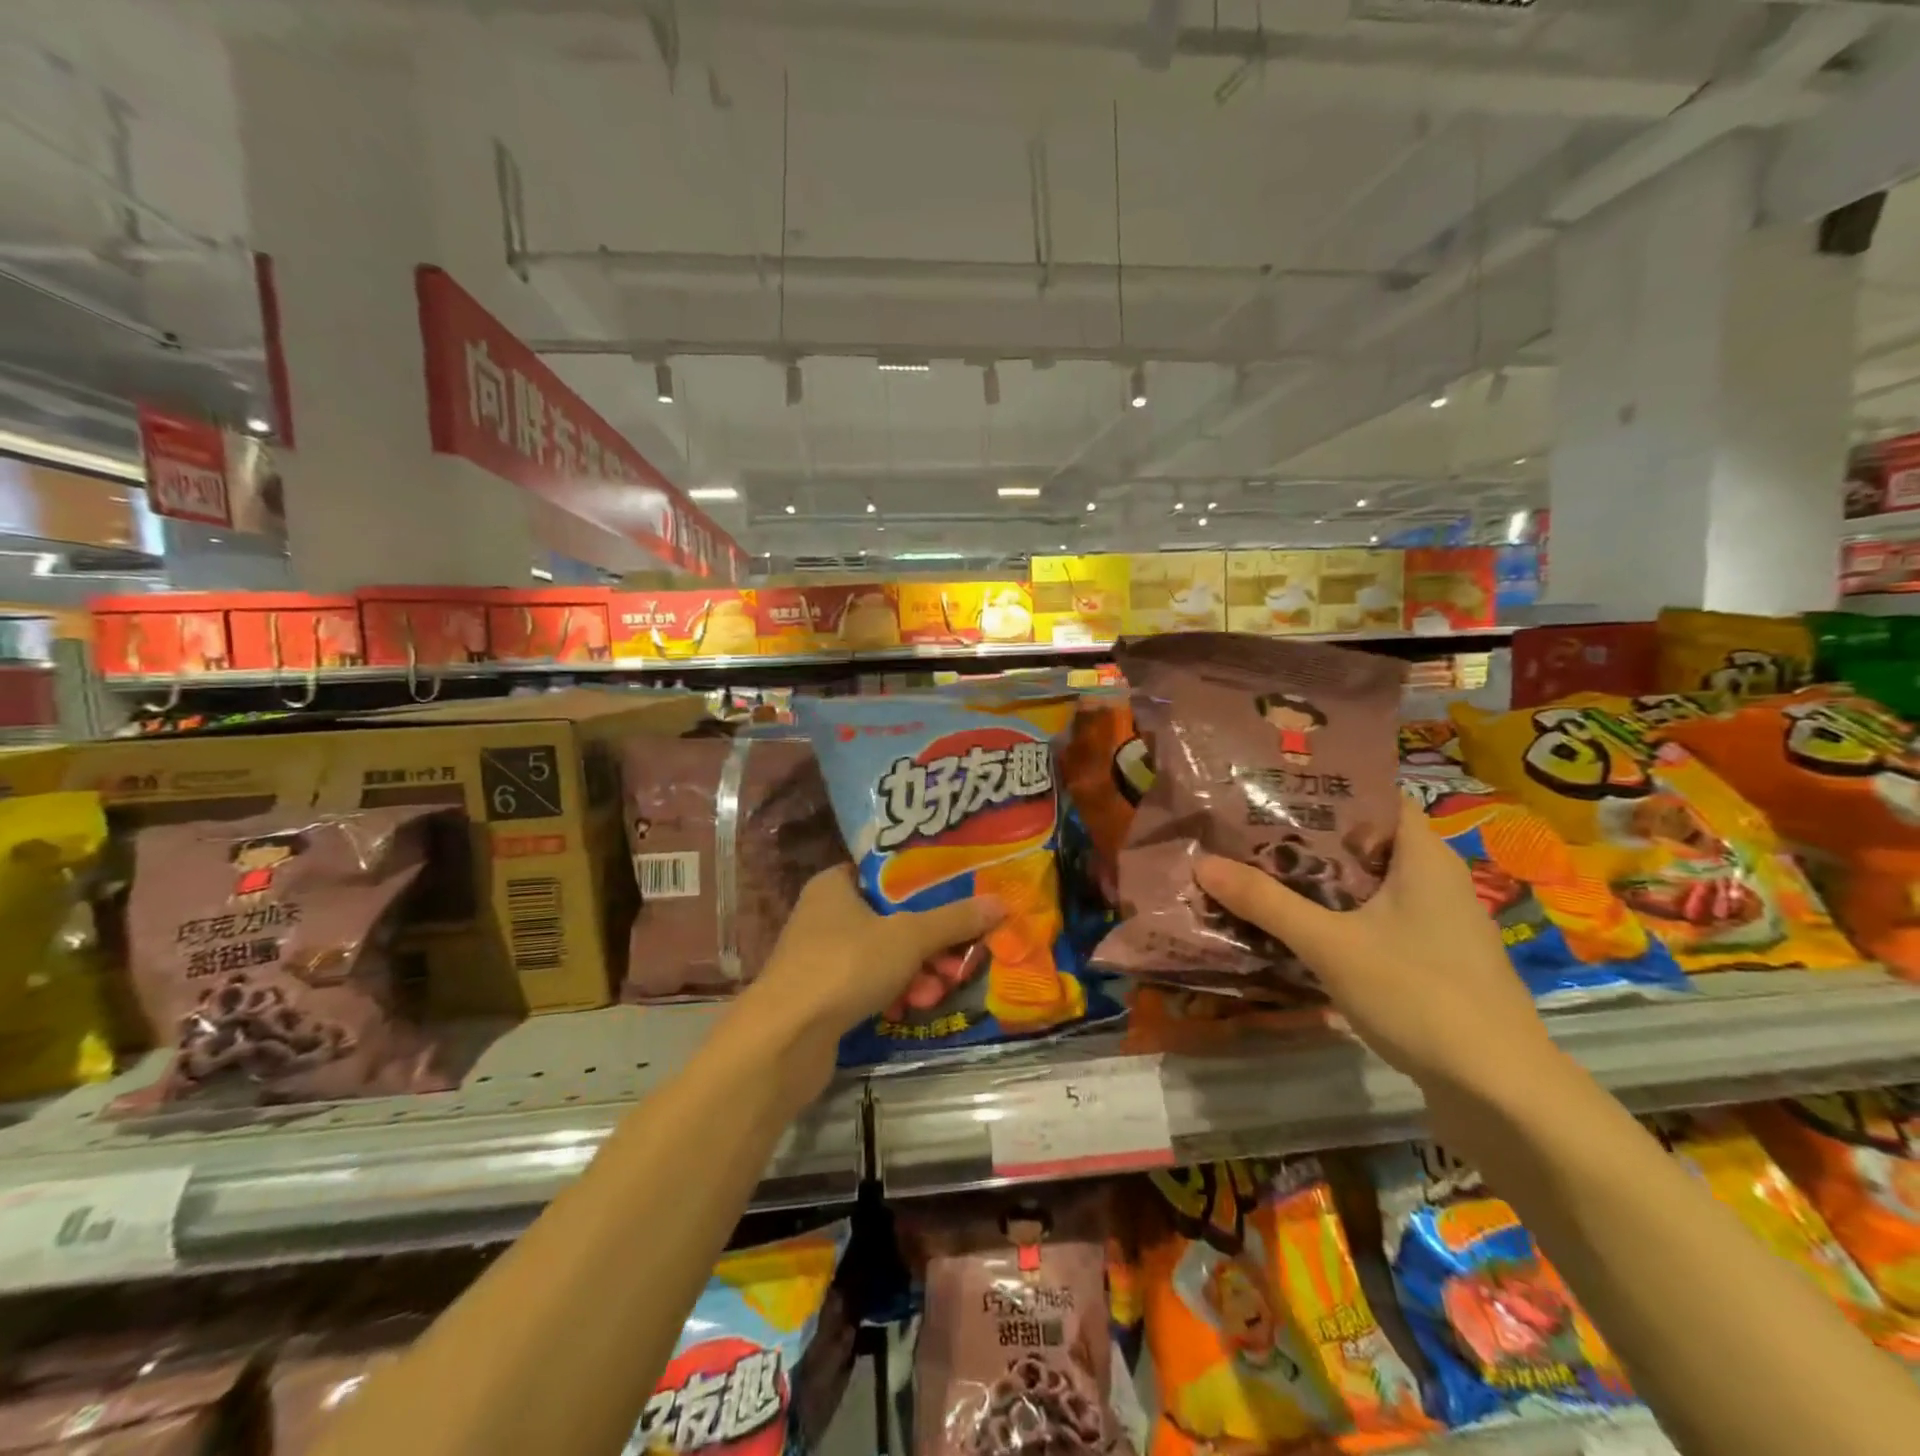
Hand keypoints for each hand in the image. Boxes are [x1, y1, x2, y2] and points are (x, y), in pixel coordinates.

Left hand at [743, 865, 1003, 1069]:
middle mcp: (823, 914)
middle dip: (928, 940)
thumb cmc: (845, 966)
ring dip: (915, 971)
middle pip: (890, 917)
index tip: (958, 894)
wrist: (784, 1040)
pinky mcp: (820, 996)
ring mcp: (819, 957)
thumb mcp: (909, 936)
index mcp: (834, 885)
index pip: (885, 872)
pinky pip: (867, 984)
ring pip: (882, 954)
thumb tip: (1001, 901)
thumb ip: (954, 919)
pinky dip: (891, 993)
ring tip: (941, 988)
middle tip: (959, 955)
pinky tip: (913, 1007)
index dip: (923, 882)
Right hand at [1193, 796, 1556, 1093]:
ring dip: (1316, 881)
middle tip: (1245, 831)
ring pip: (1366, 885)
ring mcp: (1437, 924)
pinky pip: (1375, 920)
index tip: (1269, 788)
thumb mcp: (1329, 944)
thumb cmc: (1419, 995)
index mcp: (1423, 856)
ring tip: (1257, 873)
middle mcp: (1435, 880)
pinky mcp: (1432, 961)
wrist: (1501, 1092)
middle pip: (1363, 841)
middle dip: (1304, 837)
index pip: (1374, 796)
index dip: (1323, 788)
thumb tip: (1202, 863)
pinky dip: (1336, 917)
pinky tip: (1295, 929)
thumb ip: (1266, 902)